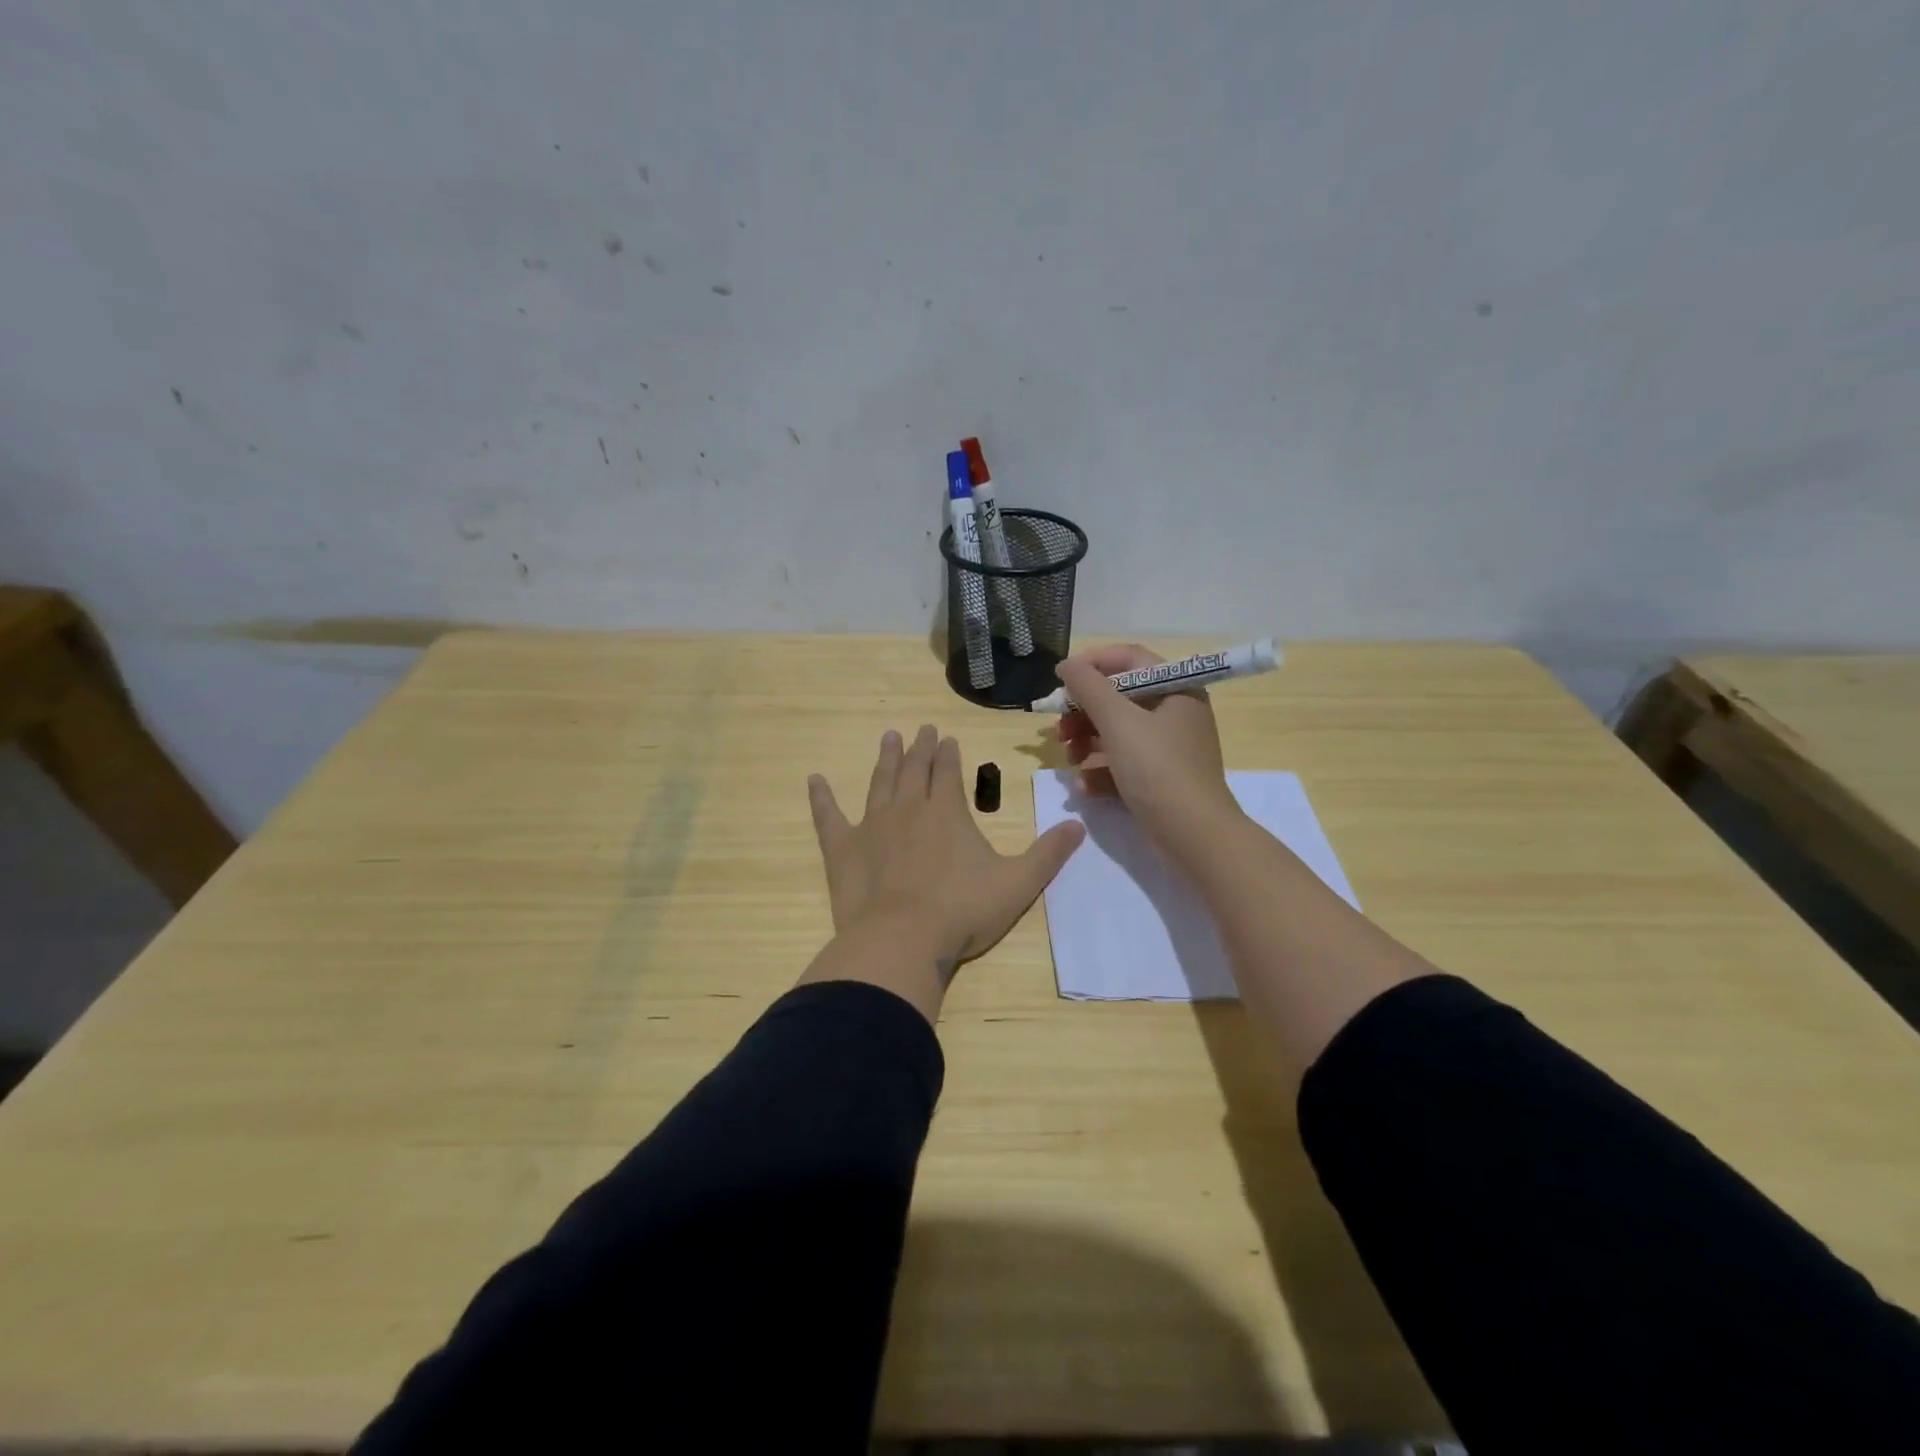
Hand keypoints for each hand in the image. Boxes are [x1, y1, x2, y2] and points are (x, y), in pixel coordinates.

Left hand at [807, 725, 1085, 977]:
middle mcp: (909, 808)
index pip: (949, 772)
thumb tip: (1078, 824)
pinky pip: (828, 816)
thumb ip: (1049, 853)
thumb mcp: (1018, 883)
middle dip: (920, 748)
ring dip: (885, 759)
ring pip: (879, 782)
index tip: (947, 737)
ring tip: (888, 737)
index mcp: (948, 812)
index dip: (950, 754)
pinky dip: (821, 798)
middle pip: (914, 769)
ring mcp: (872, 825)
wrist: (903, 940)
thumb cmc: (963, 911)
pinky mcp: (842, 848)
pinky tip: (814, 780)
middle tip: (921, 729)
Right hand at [1057, 644, 1239, 858]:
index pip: (1129, 659)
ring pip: (1118, 731)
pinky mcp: (1161, 777)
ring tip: (1070, 760)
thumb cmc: (1158, 769)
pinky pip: (1125, 762)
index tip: (1060, 680)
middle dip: (1084, 712)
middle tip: (1060, 729)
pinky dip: (1102, 770)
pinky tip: (1085, 787)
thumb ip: (1088, 688)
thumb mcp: (1118, 723)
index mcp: (1176, 688)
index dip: (1092, 664)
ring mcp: (1169, 747)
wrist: (1194, 835)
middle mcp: (1176, 711)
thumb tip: (1066, 664)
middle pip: (1119, 698)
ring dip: (1087, 742)